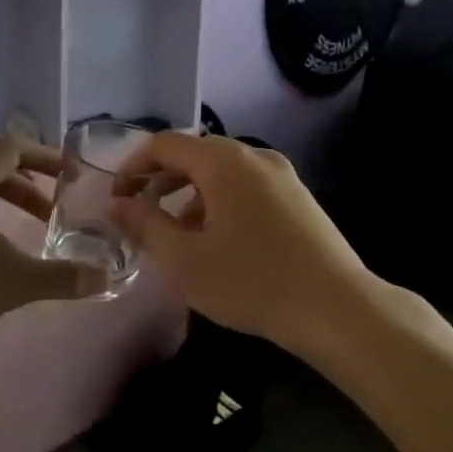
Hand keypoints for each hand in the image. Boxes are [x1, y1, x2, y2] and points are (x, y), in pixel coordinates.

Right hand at [108, 133, 374, 349]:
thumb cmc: (251, 282)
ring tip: (176, 233)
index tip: (117, 198)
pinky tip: (219, 241)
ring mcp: (282, 174)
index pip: (165, 144)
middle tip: (140, 214)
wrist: (335, 307)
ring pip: (222, 172)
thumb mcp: (184, 260)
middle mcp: (254, 155)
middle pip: (195, 154)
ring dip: (191, 194)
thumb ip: (145, 225)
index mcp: (223, 161)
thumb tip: (117, 204)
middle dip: (162, 181)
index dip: (133, 166)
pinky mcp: (298, 196)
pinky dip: (220, 202)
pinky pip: (247, 186)